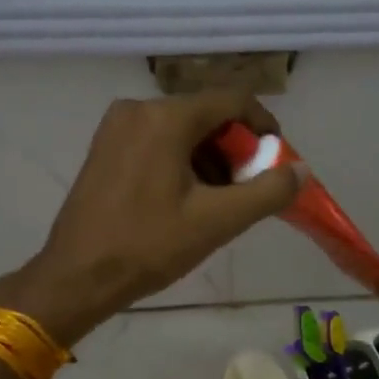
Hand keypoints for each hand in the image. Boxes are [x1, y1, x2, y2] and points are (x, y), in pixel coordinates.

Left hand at [0, 93, 302, 345]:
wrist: (77, 276)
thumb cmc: (149, 246)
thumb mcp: (217, 221)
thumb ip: (267, 191)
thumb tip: (300, 171)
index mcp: (166, 117)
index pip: (233, 101)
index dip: (264, 126)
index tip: (277, 160)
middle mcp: (138, 108)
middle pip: (206, 115)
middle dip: (235, 151)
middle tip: (247, 191)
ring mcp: (116, 127)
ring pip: (181, 131)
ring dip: (209, 160)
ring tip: (218, 204)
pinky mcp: (104, 148)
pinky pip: (156, 142)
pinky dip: (181, 163)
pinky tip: (185, 201)